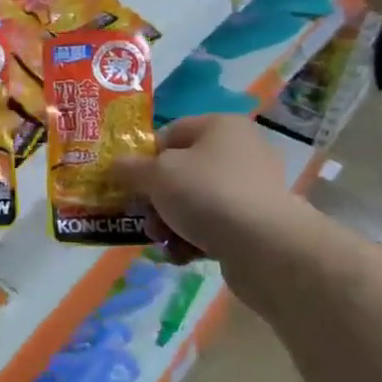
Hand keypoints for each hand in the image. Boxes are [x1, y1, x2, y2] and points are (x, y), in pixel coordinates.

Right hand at [114, 115, 296, 260]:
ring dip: (171, 222)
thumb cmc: (206, 194)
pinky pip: (214, 225)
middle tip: (143, 217)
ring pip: (194, 201)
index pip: (170, 133)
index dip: (144, 157)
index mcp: (220, 126)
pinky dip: (194, 238)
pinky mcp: (257, 223)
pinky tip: (182, 255)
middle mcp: (240, 150)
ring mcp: (252, 188)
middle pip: (181, 171)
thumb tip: (116, 165)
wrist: (265, 247)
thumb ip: (130, 168)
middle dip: (156, 198)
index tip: (128, 183)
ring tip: (162, 240)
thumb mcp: (156, 175)